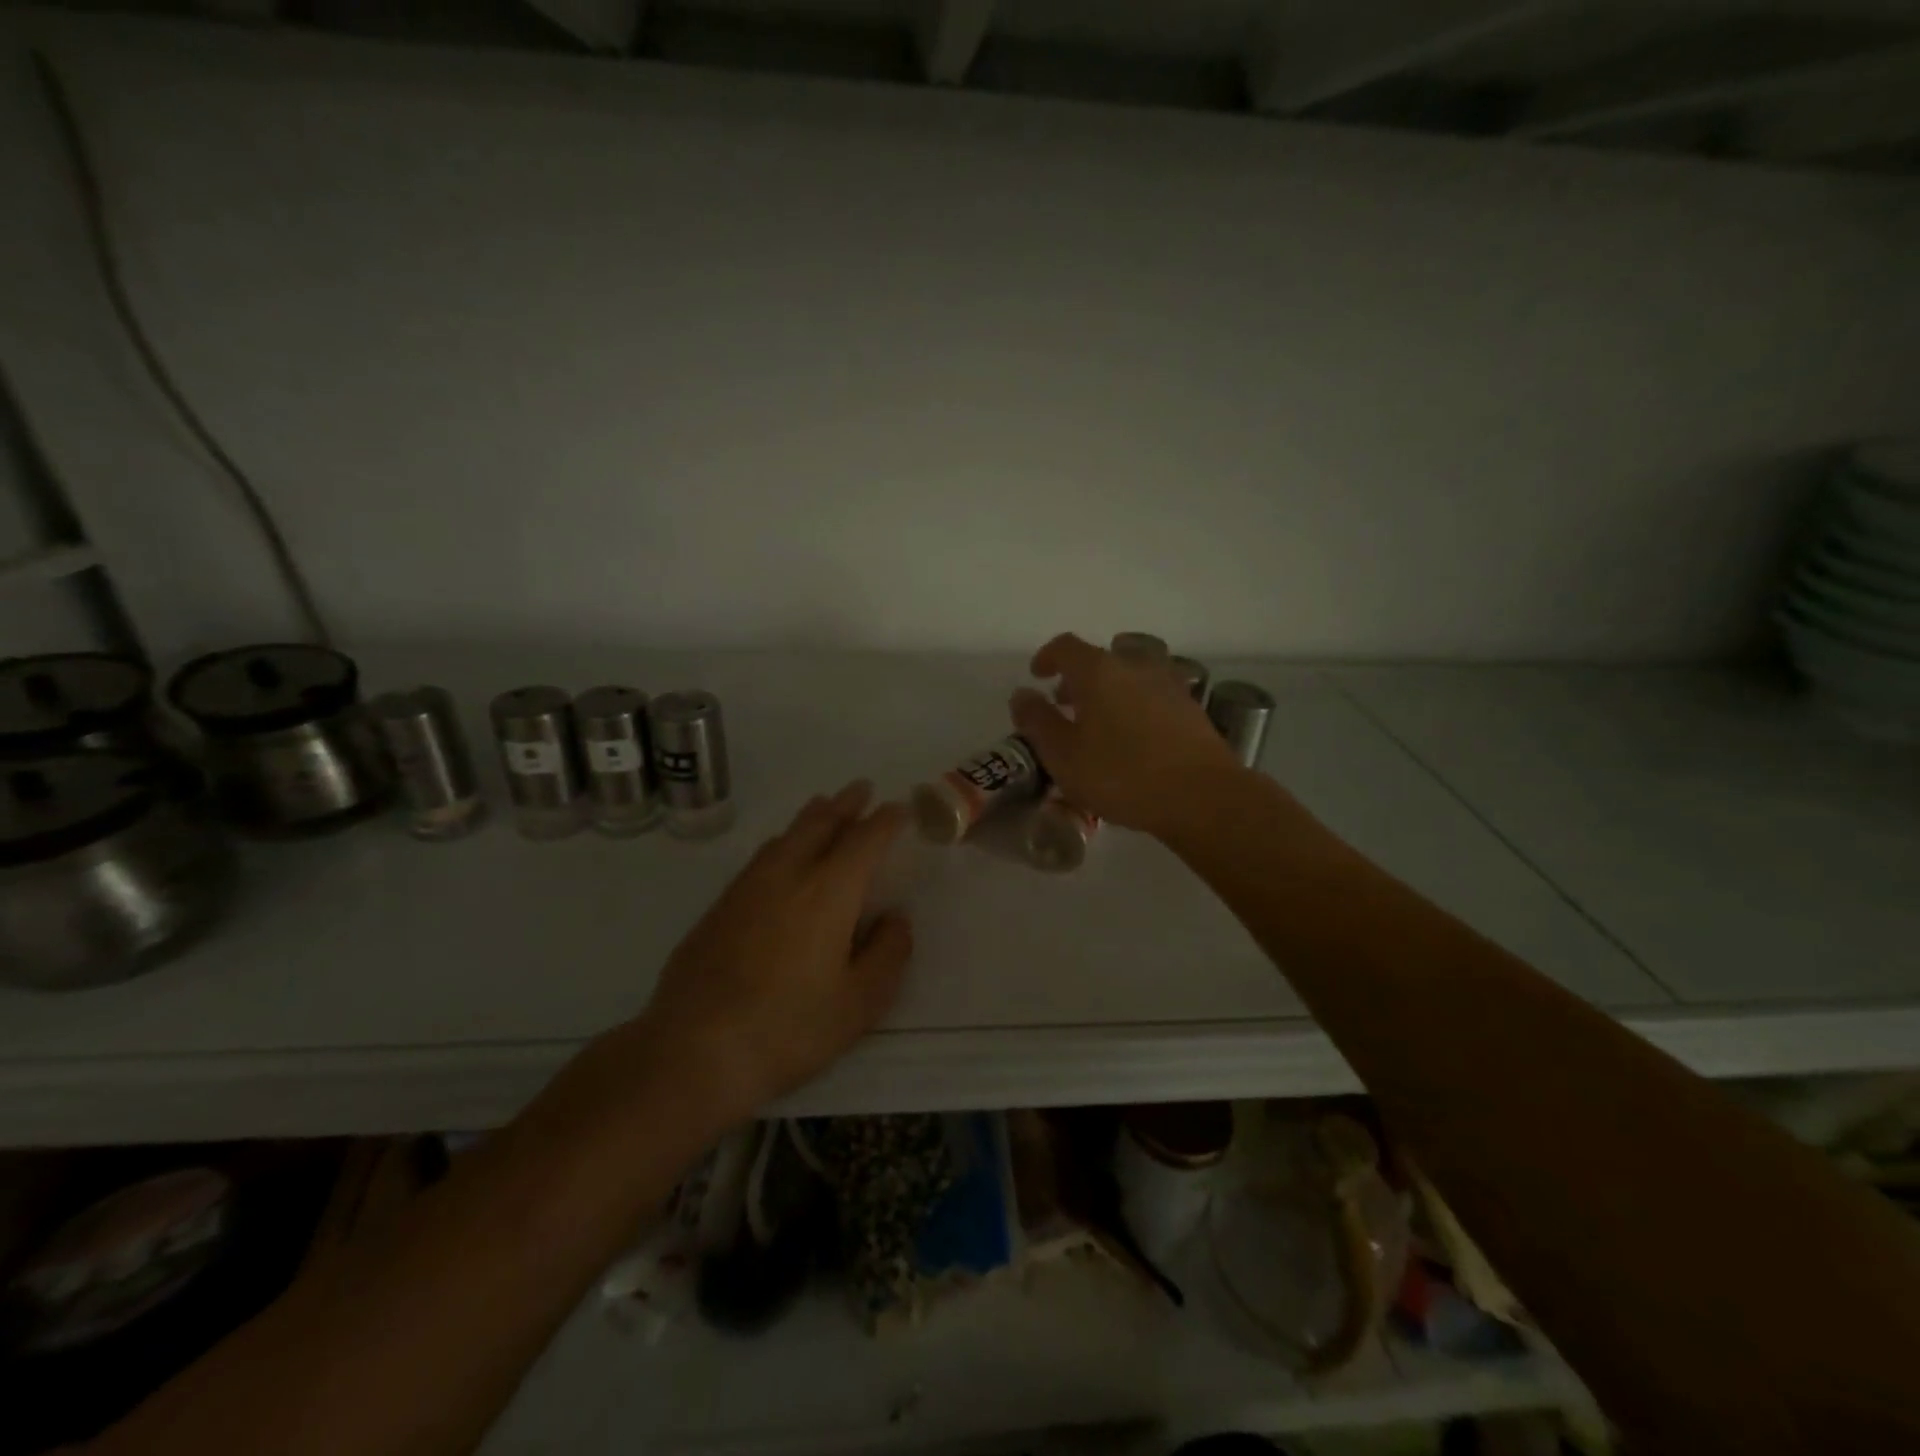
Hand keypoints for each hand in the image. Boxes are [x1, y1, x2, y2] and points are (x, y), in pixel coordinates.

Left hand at [642, 782, 912, 1124]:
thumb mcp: (859, 1003)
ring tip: (825, 807)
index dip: (885, 821)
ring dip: (812, 816)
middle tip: (861, 789)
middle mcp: (788, 875)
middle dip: (845, 804)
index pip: (864, 840)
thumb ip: (887, 953)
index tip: (898, 809)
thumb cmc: (789, 1028)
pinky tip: (781, 853)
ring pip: (786, 836)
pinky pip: (761, 856)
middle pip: (820, 823)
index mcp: (828, 892)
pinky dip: (783, 841)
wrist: (694, 1050)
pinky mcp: (719, 907)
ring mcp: (747, 887)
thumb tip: (895, 917)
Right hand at [1010, 632, 1245, 838]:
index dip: (1047, 657)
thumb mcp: (1063, 755)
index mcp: (1099, 671)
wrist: (1201, 795)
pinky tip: (1133, 736)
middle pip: (1101, 658)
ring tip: (1099, 721)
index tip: (1037, 676)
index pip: (1066, 646)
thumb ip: (1037, 721)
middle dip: (1077, 677)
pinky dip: (1134, 703)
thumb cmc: (1121, 775)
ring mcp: (1168, 683)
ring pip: (1130, 674)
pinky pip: (1152, 694)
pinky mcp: (1190, 707)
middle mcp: (1135, 666)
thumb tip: (1022, 694)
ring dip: (1109, 689)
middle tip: (1064, 704)